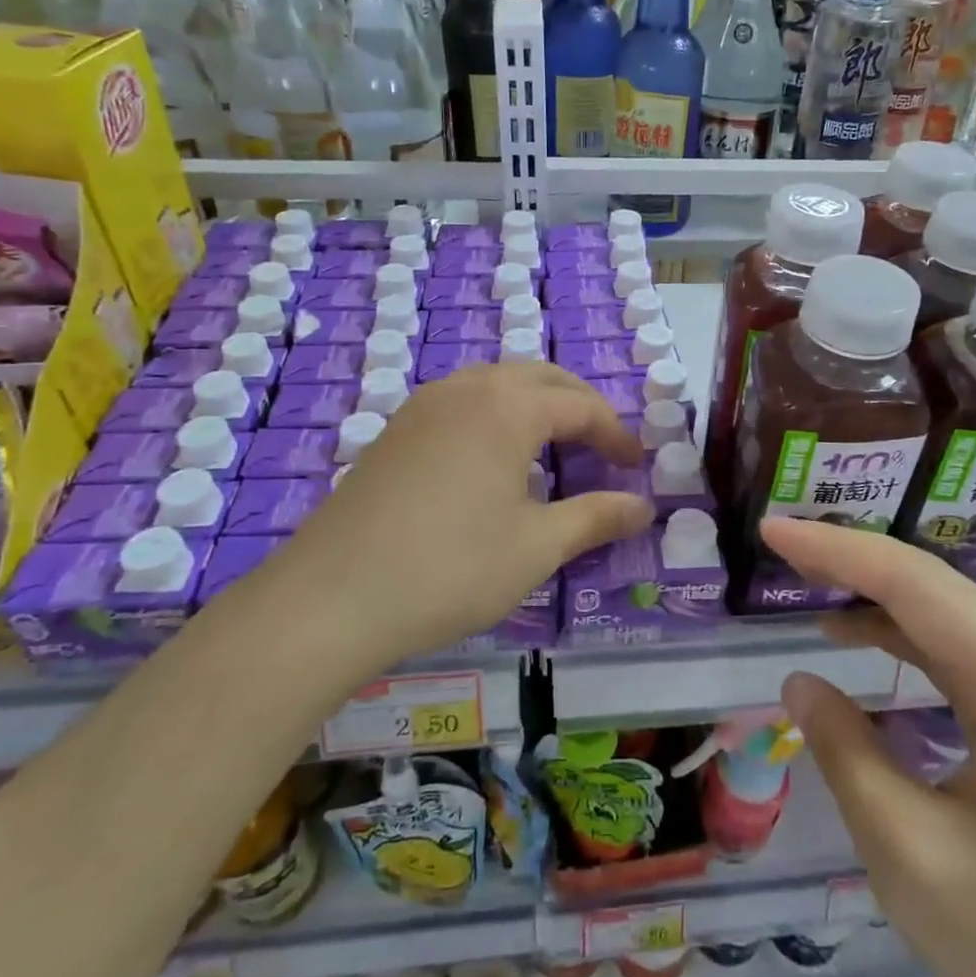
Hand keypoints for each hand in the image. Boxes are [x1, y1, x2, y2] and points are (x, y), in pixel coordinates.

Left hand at [275, 363, 652, 669]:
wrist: (330, 598)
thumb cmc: (450, 568)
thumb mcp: (537, 547)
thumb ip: (597, 518)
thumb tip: (645, 507)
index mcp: (507, 407)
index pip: (581, 404)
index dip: (616, 434)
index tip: (636, 468)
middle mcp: (466, 389)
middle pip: (540, 378)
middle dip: (580, 406)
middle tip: (603, 448)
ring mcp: (423, 405)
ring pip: (497, 384)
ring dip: (536, 406)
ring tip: (554, 449)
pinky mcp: (395, 429)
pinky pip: (462, 401)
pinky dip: (496, 415)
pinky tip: (493, 461)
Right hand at [765, 519, 975, 976]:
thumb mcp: (910, 857)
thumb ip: (846, 753)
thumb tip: (800, 681)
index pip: (911, 584)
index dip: (834, 548)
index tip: (771, 529)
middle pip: (931, 583)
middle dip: (849, 556)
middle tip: (778, 544)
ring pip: (945, 609)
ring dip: (873, 588)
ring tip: (806, 579)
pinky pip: (959, 647)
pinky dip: (900, 629)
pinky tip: (858, 634)